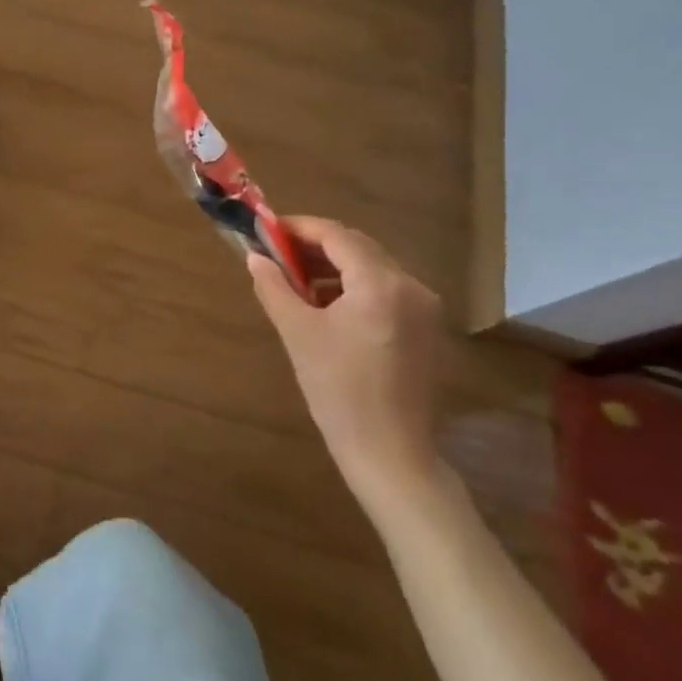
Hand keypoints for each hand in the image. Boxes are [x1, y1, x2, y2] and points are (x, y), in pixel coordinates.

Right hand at [247, 217, 454, 514]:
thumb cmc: (338, 390)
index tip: (267, 230)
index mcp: (380, 283)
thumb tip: (255, 258)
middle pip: (358, 247)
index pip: (336, 235)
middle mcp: (411, 285)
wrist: (390, 452)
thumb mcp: (298, 333)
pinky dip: (355, 287)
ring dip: (334, 267)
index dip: (299, 228)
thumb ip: (274, 287)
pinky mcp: (426, 329)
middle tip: (277, 254)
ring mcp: (424, 308)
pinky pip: (386, 290)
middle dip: (316, 246)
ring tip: (297, 282)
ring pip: (373, 268)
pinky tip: (328, 307)